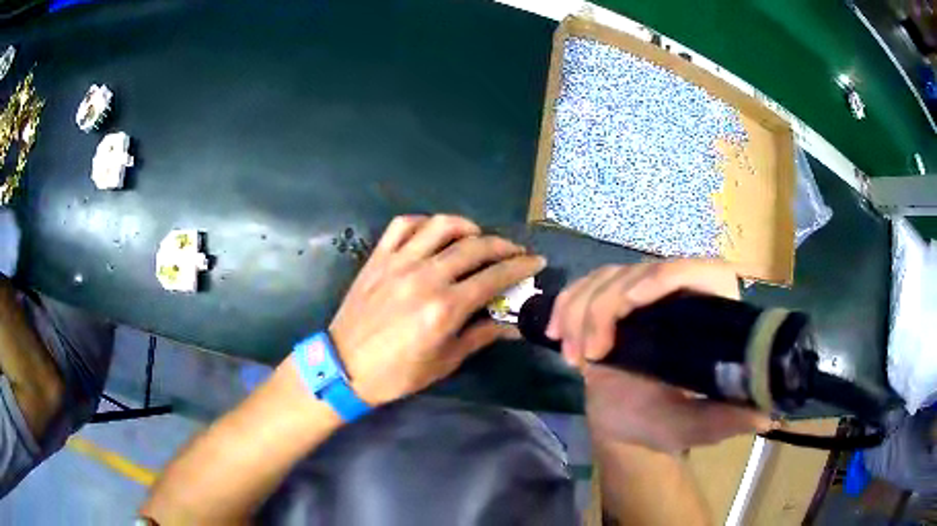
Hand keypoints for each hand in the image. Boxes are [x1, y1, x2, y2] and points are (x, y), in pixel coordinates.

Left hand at [328, 214, 544, 405]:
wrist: (345, 368)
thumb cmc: (397, 373)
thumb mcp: (444, 362)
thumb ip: (480, 336)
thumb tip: (513, 325)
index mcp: (444, 308)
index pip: (494, 277)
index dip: (521, 267)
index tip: (536, 261)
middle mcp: (425, 277)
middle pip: (474, 247)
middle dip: (503, 245)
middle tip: (515, 251)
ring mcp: (398, 263)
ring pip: (440, 226)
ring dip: (467, 226)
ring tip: (477, 236)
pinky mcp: (378, 258)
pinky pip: (402, 225)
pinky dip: (423, 222)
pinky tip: (433, 233)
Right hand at [546, 260, 772, 451]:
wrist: (624, 426)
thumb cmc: (663, 426)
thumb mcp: (696, 428)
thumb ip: (727, 421)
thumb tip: (768, 416)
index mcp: (711, 318)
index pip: (707, 272)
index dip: (671, 275)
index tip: (632, 304)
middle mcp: (680, 298)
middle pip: (643, 271)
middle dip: (606, 307)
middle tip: (589, 355)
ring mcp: (643, 297)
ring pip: (608, 276)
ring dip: (581, 310)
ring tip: (575, 358)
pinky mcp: (613, 302)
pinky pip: (585, 286)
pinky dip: (566, 306)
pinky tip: (557, 335)